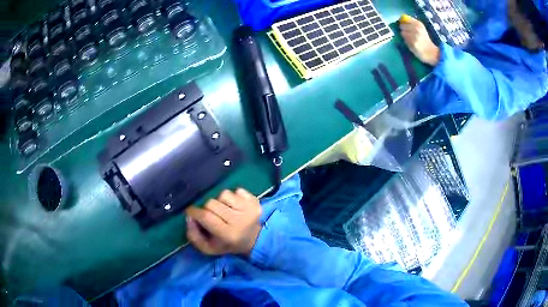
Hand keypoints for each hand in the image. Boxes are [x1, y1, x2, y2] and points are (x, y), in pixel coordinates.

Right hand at [185, 189, 261, 255]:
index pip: (205, 216)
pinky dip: (233, 196)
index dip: (194, 212)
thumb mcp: (208, 248)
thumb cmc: (227, 244)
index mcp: (228, 234)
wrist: (254, 239)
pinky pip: (237, 190)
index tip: (191, 212)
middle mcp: (239, 220)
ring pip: (223, 194)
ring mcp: (248, 208)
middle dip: (206, 208)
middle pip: (211, 203)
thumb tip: (189, 217)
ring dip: (220, 201)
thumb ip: (194, 236)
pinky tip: (235, 206)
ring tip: (224, 211)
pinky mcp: (254, 200)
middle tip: (210, 215)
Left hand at [399, 14, 440, 65]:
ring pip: (402, 33)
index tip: (405, 25)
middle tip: (408, 33)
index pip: (405, 19)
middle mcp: (416, 28)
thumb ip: (412, 23)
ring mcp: (413, 36)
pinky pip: (404, 40)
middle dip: (403, 29)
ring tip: (411, 39)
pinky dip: (406, 41)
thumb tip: (401, 19)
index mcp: (418, 24)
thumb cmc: (426, 40)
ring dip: (405, 36)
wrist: (432, 52)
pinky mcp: (412, 43)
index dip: (404, 22)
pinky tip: (412, 44)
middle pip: (402, 25)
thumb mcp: (421, 29)